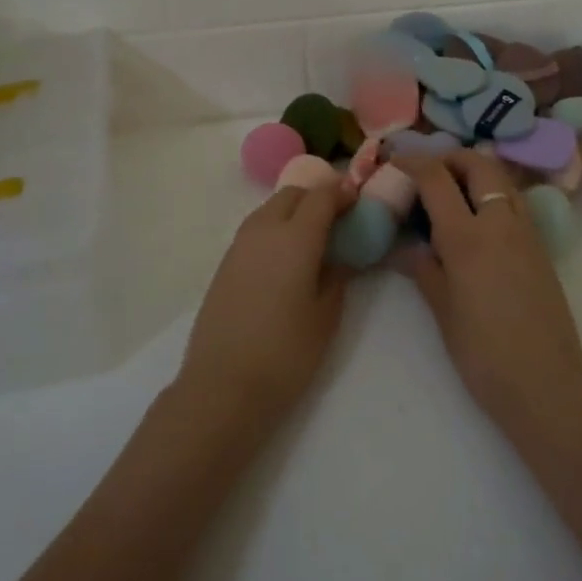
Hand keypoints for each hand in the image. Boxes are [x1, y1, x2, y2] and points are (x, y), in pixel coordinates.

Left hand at [177, 182, 352, 431]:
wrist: (222, 386)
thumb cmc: (285, 353)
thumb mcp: (326, 316)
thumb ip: (338, 276)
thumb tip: (342, 255)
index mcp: (295, 237)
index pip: (322, 197)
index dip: (343, 194)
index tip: (358, 204)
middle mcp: (264, 230)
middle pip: (293, 195)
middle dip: (317, 198)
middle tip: (337, 220)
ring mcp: (239, 245)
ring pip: (270, 209)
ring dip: (293, 211)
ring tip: (312, 239)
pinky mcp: (224, 264)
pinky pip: (255, 230)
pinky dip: (274, 229)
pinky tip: (285, 259)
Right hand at [399, 152, 581, 429]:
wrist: (545, 384)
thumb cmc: (484, 353)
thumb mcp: (443, 311)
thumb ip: (424, 270)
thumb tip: (406, 248)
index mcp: (467, 236)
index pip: (437, 179)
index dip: (414, 162)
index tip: (396, 160)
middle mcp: (500, 222)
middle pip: (478, 164)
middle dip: (451, 157)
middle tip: (429, 171)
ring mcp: (526, 232)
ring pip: (502, 179)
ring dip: (476, 171)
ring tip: (453, 190)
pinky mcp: (541, 247)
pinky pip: (516, 202)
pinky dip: (494, 193)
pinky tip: (479, 218)